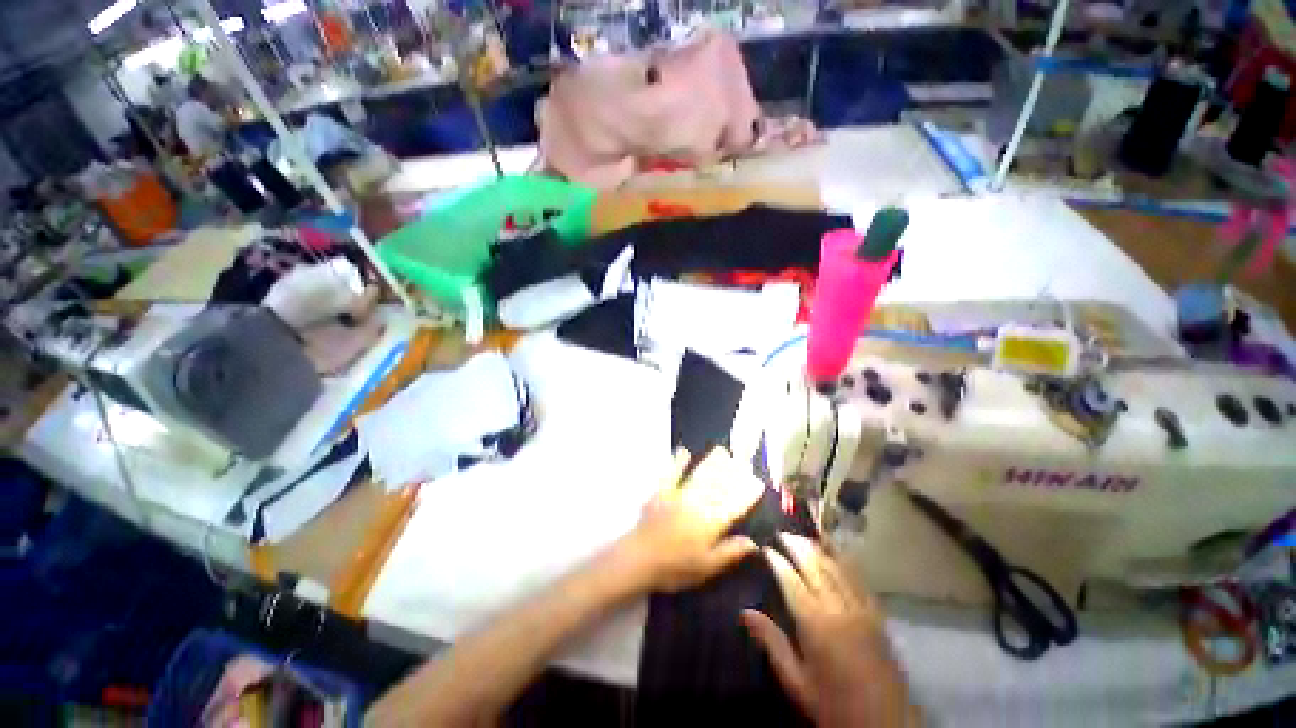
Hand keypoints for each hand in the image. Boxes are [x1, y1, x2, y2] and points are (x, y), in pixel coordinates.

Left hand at [618, 448, 762, 592]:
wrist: (639, 559)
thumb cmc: (674, 568)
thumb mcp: (706, 568)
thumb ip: (729, 553)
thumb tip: (753, 542)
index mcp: (710, 524)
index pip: (734, 506)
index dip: (747, 494)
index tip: (758, 483)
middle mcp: (698, 504)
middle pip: (719, 486)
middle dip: (733, 472)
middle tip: (744, 461)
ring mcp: (679, 495)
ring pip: (699, 475)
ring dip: (712, 462)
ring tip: (723, 451)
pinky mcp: (662, 492)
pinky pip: (672, 473)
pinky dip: (678, 462)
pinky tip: (683, 451)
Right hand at [742, 533, 918, 727]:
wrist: (885, 725)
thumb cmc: (834, 705)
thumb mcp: (797, 681)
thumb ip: (772, 642)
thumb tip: (744, 612)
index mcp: (815, 624)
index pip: (790, 580)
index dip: (776, 560)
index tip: (764, 547)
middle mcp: (838, 608)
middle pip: (814, 565)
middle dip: (796, 545)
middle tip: (781, 532)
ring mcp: (861, 609)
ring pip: (837, 567)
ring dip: (818, 547)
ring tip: (803, 535)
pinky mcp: (876, 615)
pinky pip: (859, 579)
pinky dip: (845, 560)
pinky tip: (838, 550)